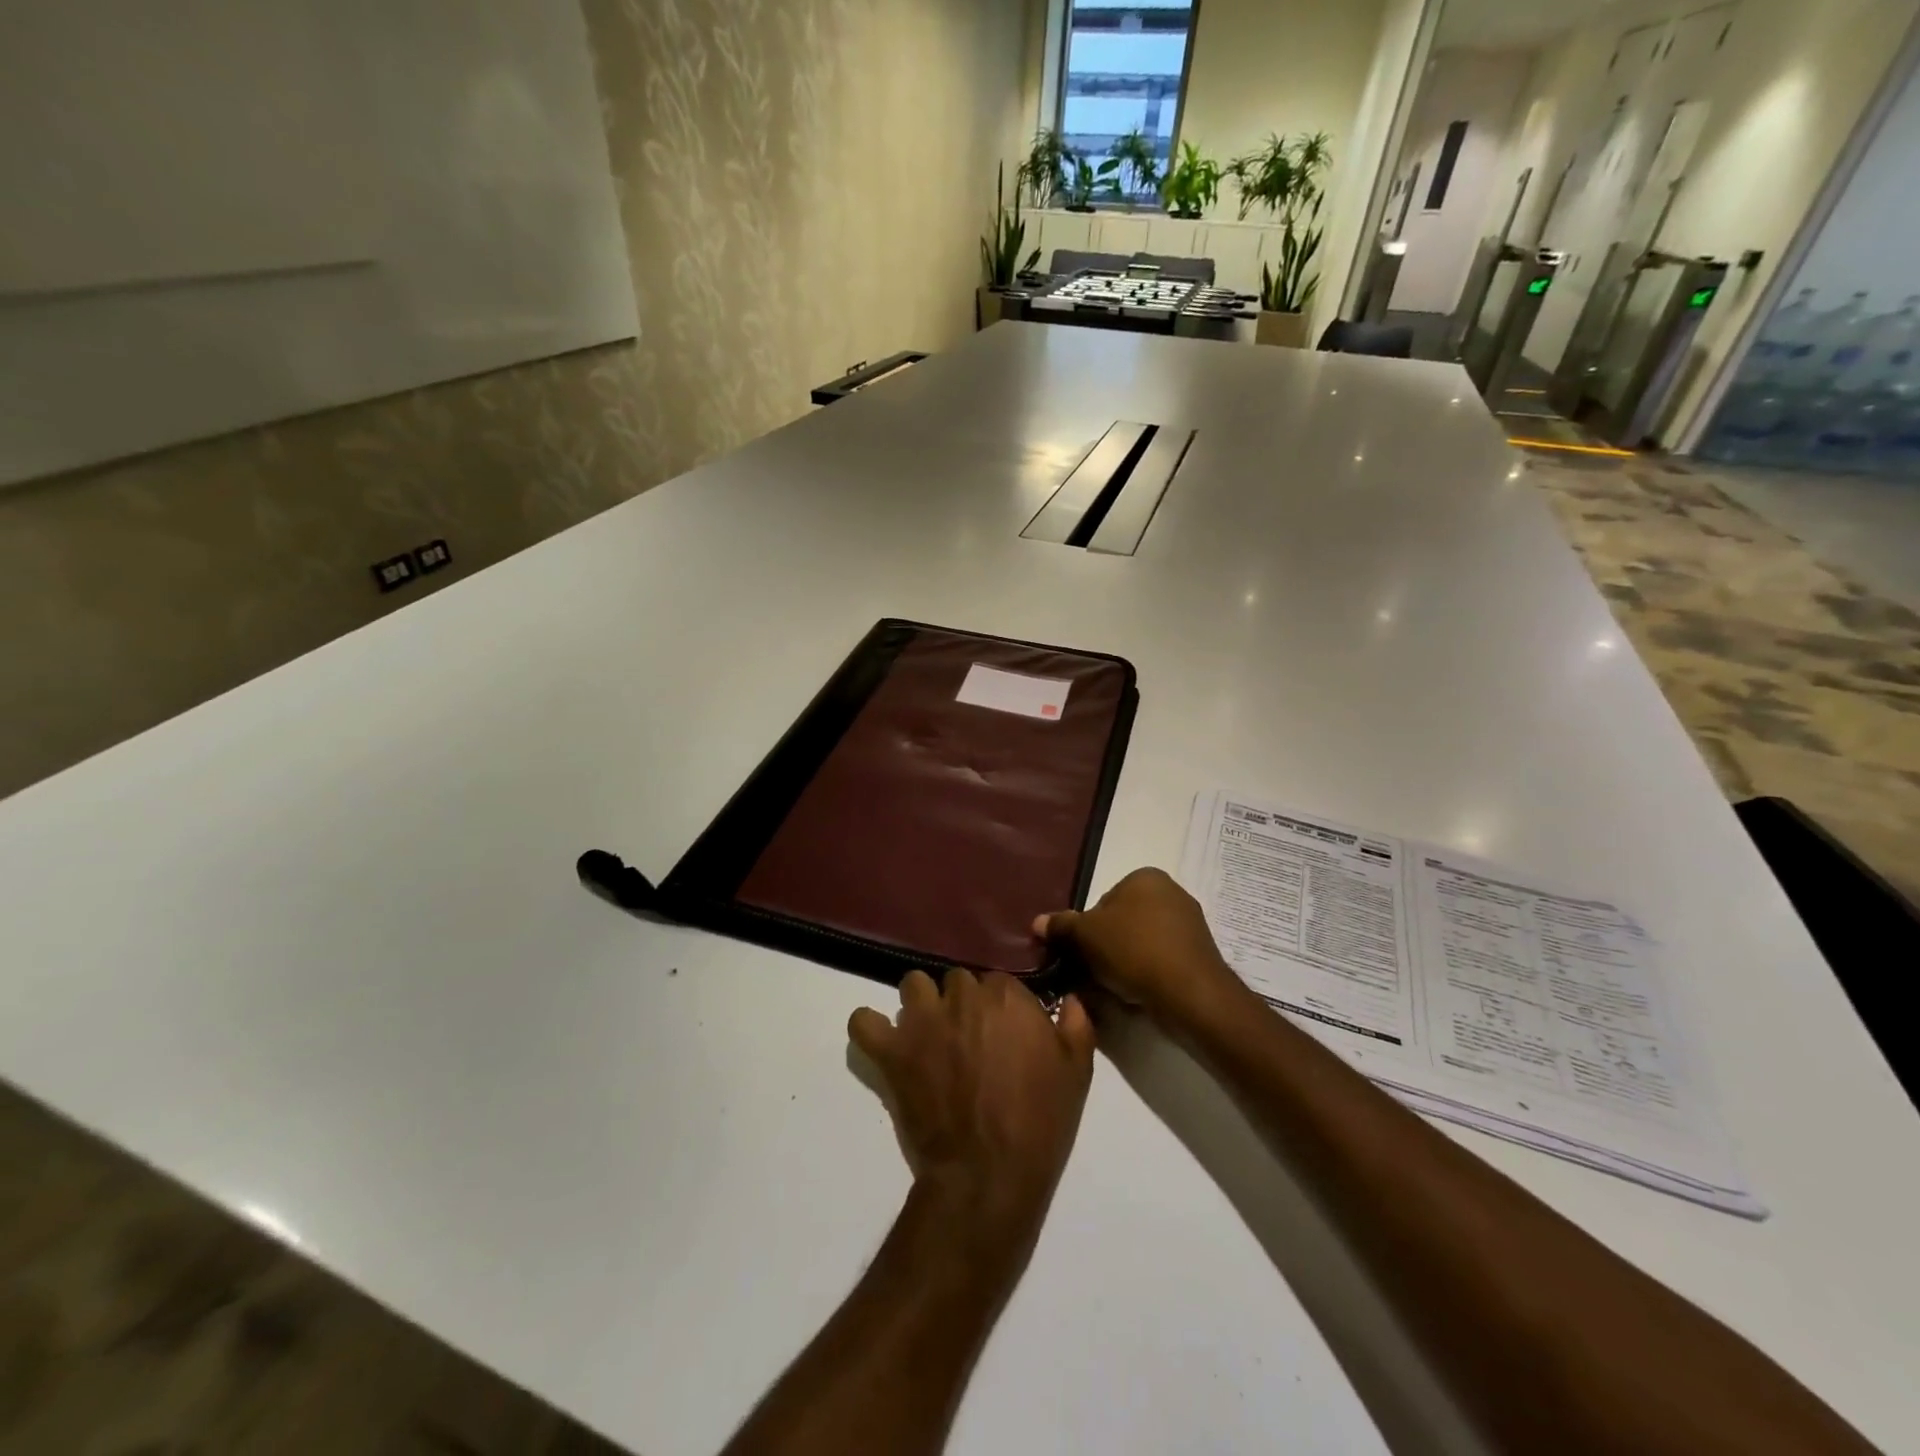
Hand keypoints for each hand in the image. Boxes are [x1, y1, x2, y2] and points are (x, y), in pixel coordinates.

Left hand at [848, 970, 1094, 1244]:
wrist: (988, 1175)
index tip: (1004, 1033)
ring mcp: (922, 1021)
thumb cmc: (1039, 1123)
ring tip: (929, 1036)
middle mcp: (962, 997)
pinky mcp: (892, 1051)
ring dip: (921, 1005)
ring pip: (913, 986)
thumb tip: (1069, 999)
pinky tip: (883, 1040)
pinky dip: (870, 1027)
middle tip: (969, 1040)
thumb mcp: (1077, 1072)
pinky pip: (864, 1021)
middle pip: (956, 981)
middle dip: (962, 1004)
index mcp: (1006, 996)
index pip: (998, 981)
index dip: (1000, 1008)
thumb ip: (1076, 1024)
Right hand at [1033, 868, 1242, 1022]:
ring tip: (1115, 987)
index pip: (1103, 902)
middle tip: (1094, 972)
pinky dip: (1147, 974)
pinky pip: (1161, 960)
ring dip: (1125, 962)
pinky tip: (1138, 994)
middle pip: (1122, 922)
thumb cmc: (1134, 950)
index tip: (1083, 953)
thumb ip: (1061, 926)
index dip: (1087, 929)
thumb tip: (1037, 922)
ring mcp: (1189, 924)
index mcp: (1145, 877)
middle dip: (1106, 946)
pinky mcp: (1199, 954)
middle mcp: (1171, 892)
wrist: (1190, 993)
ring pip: (1141, 943)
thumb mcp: (1085, 935)